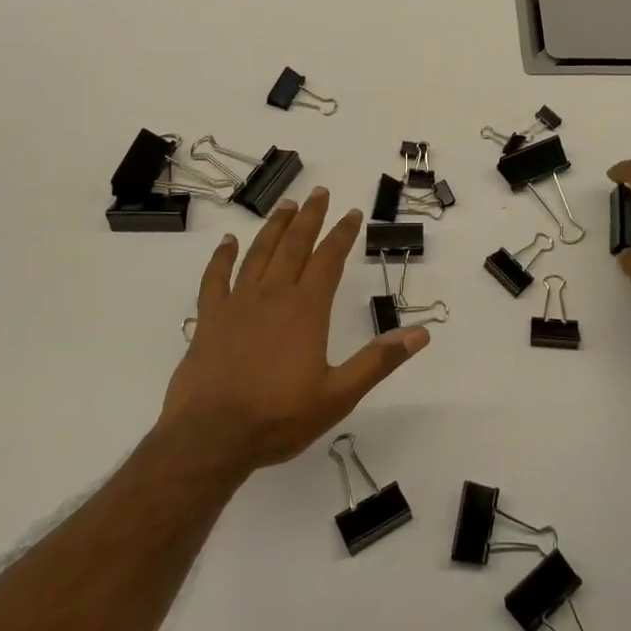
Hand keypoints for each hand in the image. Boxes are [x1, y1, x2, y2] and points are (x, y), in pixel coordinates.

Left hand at [156, 189, 429, 478]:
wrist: (210, 438)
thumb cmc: (278, 417)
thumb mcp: (339, 395)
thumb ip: (378, 361)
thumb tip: (420, 334)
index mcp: (306, 309)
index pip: (329, 259)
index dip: (342, 234)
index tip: (352, 213)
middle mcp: (273, 295)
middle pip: (294, 245)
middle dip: (310, 217)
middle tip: (319, 193)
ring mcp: (237, 304)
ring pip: (259, 253)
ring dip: (274, 227)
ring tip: (286, 205)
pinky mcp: (209, 318)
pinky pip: (215, 278)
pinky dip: (222, 257)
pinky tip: (228, 242)